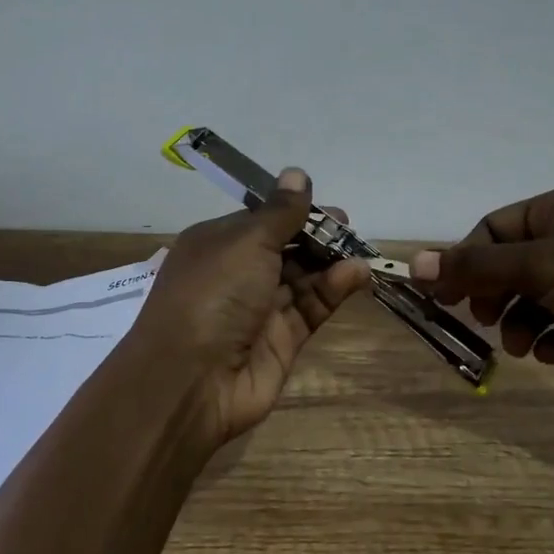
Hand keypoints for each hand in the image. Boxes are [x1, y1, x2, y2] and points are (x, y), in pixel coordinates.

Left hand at [132, 168, 373, 447]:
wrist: (191, 380)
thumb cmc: (213, 294)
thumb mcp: (246, 241)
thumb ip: (280, 212)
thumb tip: (297, 173)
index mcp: (217, 244)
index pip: (261, 220)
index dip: (293, 211)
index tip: (325, 205)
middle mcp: (236, 274)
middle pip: (285, 248)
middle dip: (317, 236)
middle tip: (348, 227)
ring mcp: (259, 309)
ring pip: (302, 278)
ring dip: (330, 262)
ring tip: (361, 249)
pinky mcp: (281, 341)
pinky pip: (311, 308)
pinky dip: (333, 290)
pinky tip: (357, 274)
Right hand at [412, 183, 553, 399]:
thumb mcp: (541, 266)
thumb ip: (476, 266)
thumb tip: (412, 261)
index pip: (493, 229)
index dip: (464, 260)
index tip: (443, 295)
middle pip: (512, 265)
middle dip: (494, 296)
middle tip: (482, 320)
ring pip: (536, 299)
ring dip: (521, 323)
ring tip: (524, 346)